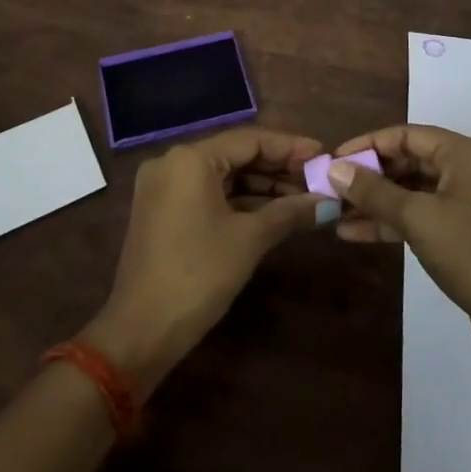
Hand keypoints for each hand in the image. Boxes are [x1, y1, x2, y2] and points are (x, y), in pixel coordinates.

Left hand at [82, 127, 322, 393]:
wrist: (141, 332)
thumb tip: (329, 202)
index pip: (251, 139)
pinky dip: (238, 200)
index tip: (323, 155)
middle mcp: (172, 162)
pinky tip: (272, 211)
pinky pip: (208, 193)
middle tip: (317, 179)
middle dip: (278, 168)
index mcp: (191, 158)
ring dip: (261, 186)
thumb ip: (290, 211)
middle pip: (236, 155)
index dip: (290, 147)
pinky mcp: (162, 210)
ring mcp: (163, 187)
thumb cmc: (199, 274)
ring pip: (223, 175)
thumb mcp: (250, 239)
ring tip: (302, 197)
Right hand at [328, 125, 470, 354]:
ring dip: (378, 202)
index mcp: (467, 153)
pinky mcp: (470, 232)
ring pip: (416, 192)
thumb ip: (373, 191)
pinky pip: (426, 215)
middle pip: (412, 161)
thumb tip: (335, 169)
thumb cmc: (470, 253)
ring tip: (337, 212)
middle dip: (370, 176)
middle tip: (333, 188)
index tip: (334, 160)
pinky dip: (395, 221)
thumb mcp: (416, 218)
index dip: (368, 145)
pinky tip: (358, 233)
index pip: (407, 135)